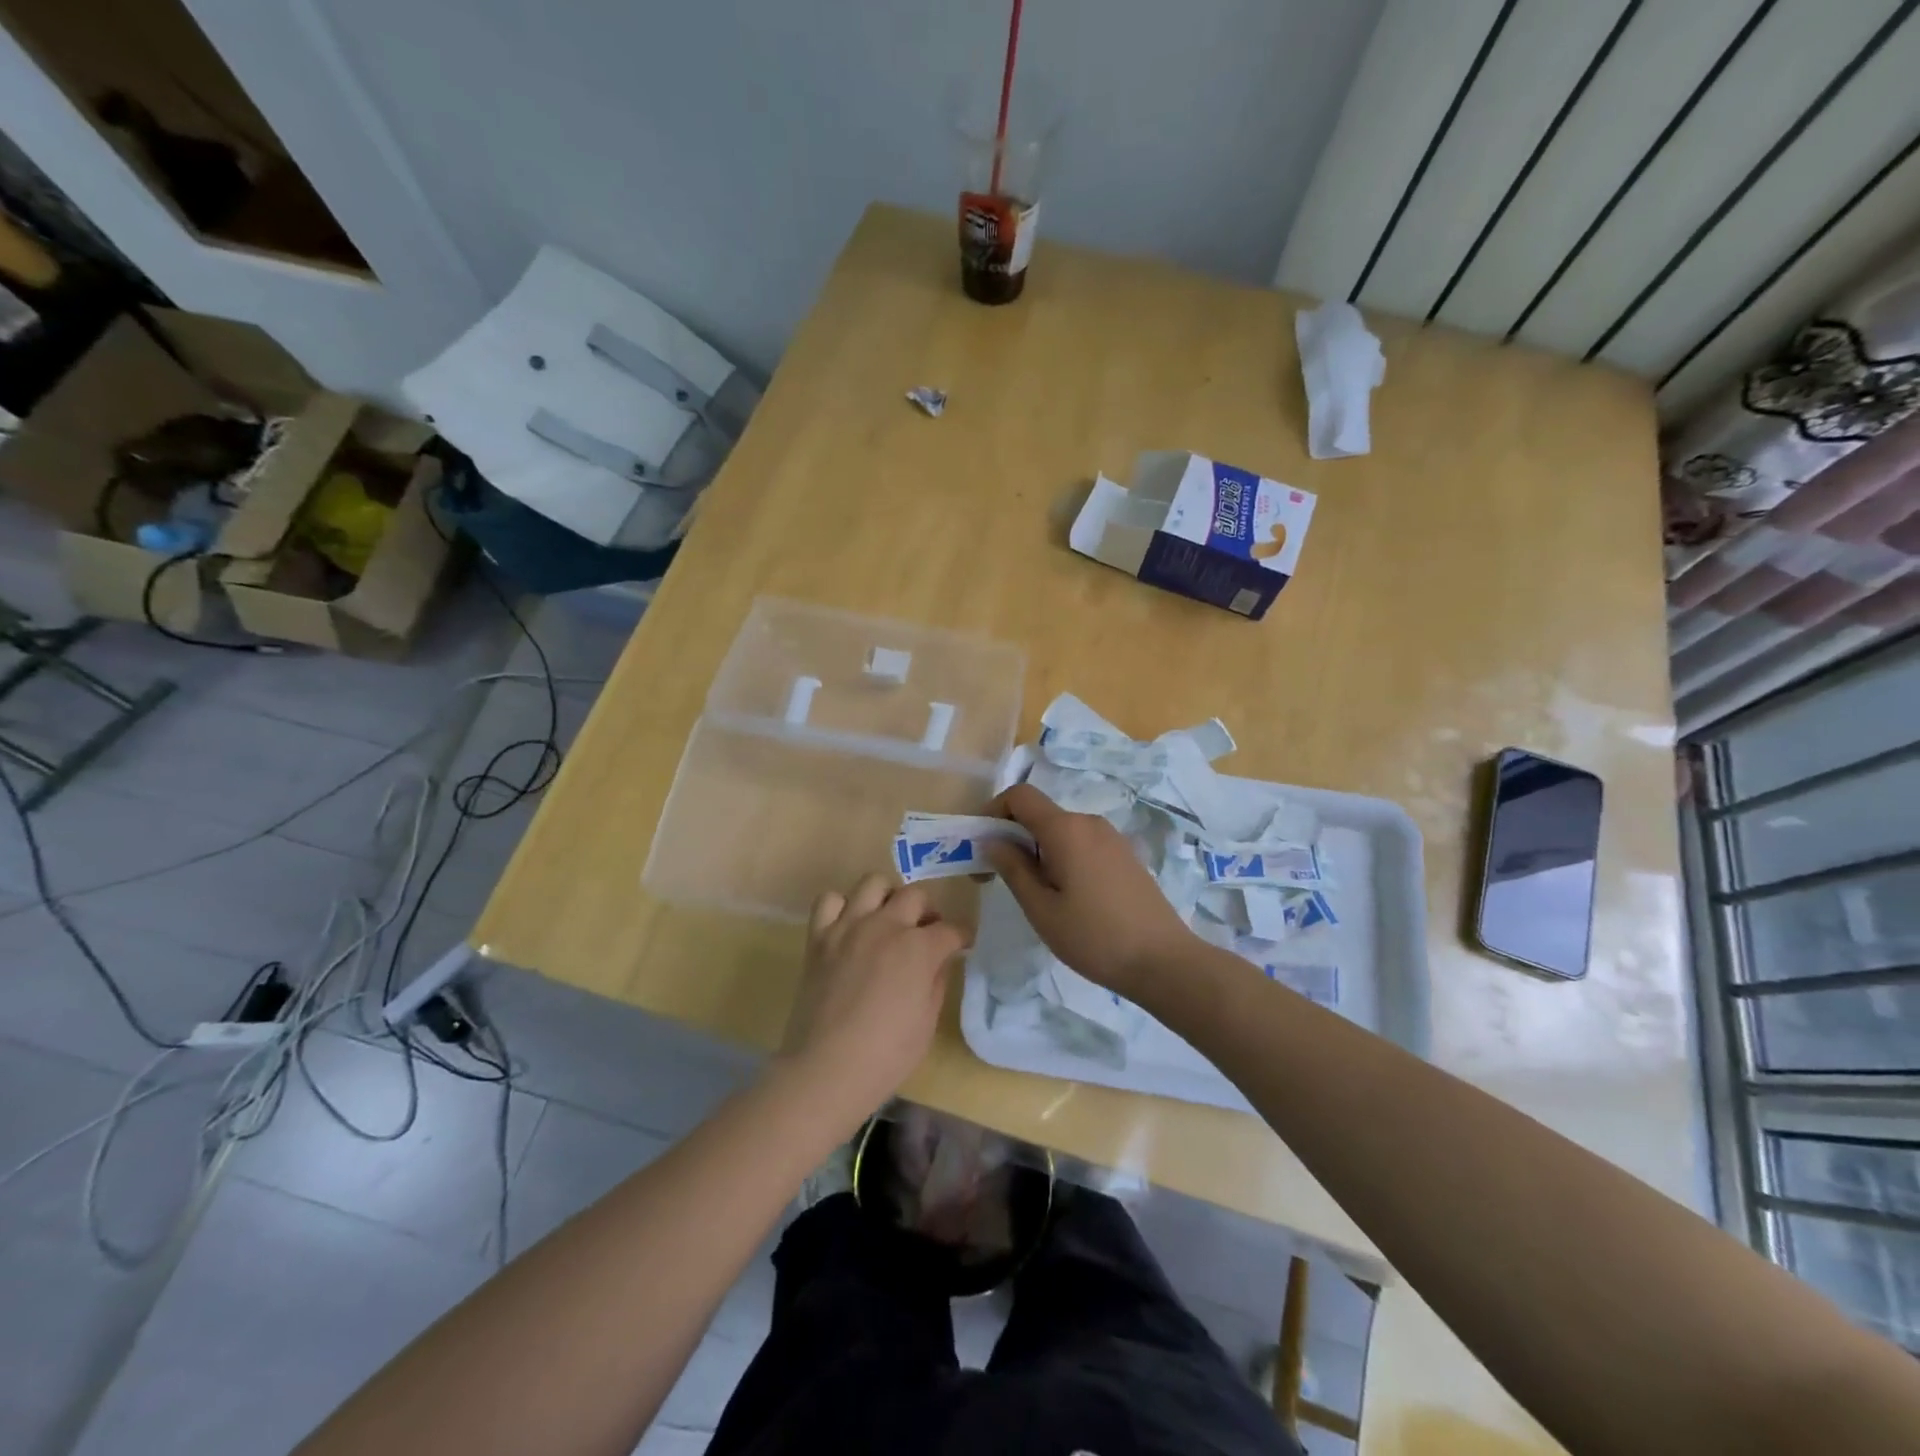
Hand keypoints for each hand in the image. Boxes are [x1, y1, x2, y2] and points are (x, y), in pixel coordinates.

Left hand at [778, 874, 962, 1122]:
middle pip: (916, 895)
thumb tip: (938, 961)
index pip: (951, 929)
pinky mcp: (819, 937)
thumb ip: (936, 981)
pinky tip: (849, 926)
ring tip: (888, 919)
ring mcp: (849, 927)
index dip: (961, 937)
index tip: (962, 944)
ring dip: (888, 897)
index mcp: (919, 948)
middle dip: (928, 912)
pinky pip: (829, 900)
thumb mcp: (927, 1022)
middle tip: (926, 933)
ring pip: (873, 883)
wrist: (826, 1070)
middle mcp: (886, 926)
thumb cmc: (886, 1055)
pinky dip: (842, 907)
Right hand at [984, 783, 1197, 1000]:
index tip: (981, 844)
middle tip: (997, 879)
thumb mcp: (1041, 908)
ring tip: (1034, 894)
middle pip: (1040, 814)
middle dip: (1012, 837)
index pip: (1020, 796)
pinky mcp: (1125, 855)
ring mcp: (1111, 838)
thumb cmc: (1094, 937)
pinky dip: (1062, 857)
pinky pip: (1082, 844)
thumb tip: (991, 840)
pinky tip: (1066, 897)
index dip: (993, 811)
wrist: (1163, 961)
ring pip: (1061, 831)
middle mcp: (1089, 823)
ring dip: (1037, 850)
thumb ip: (1013, 868)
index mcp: (1066, 829)